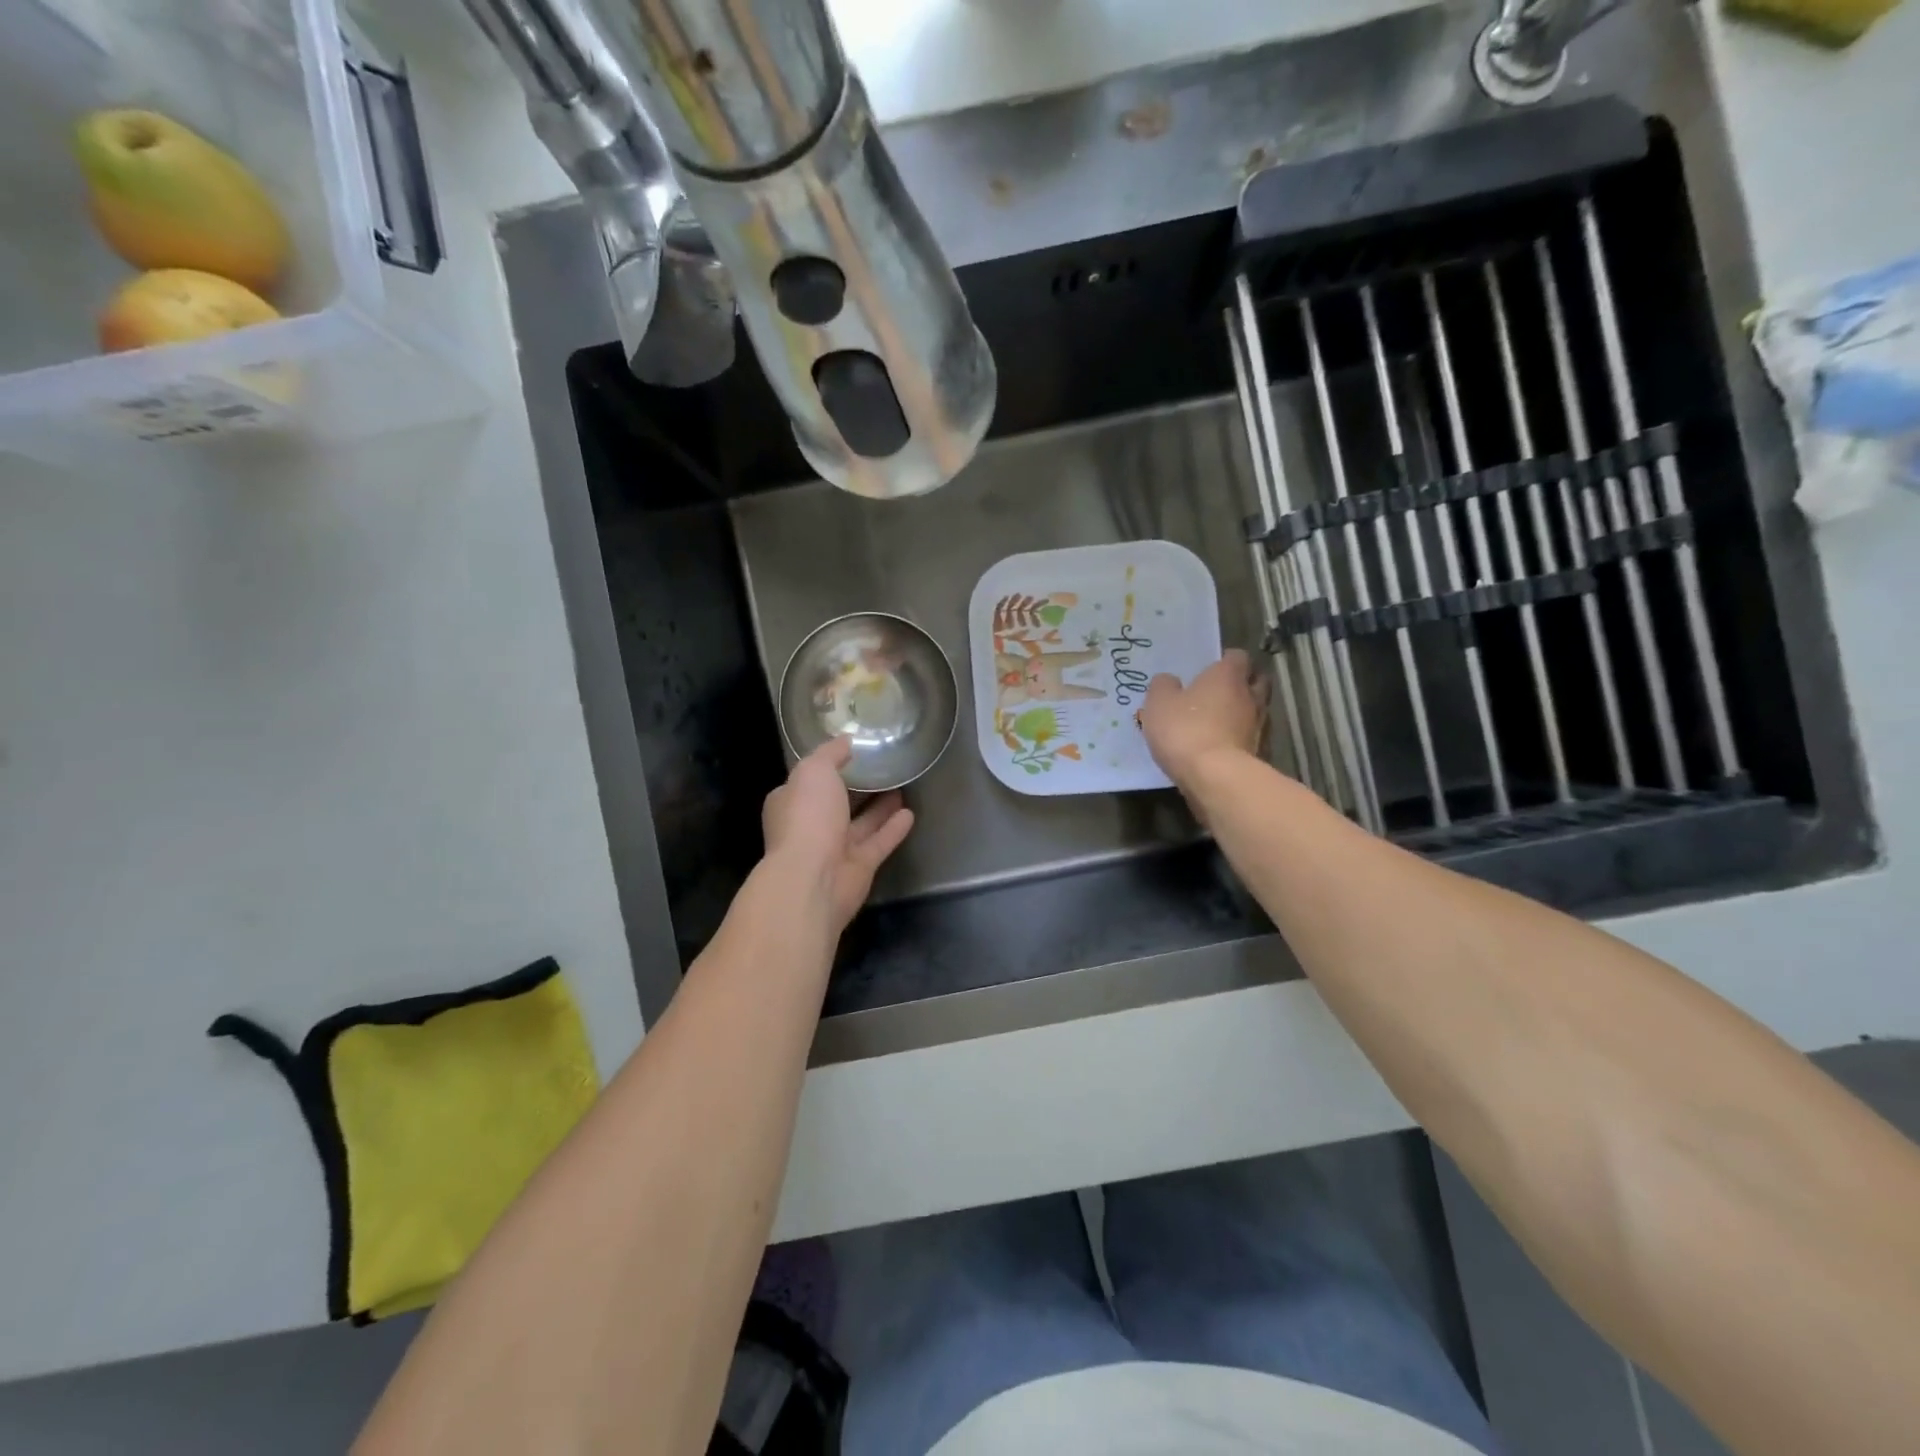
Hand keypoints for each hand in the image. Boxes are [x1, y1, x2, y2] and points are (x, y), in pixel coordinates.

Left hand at [762, 737, 914, 933]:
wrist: (813, 878)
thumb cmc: (807, 818)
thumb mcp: (814, 770)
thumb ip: (830, 754)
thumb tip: (846, 740)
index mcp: (790, 803)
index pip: (808, 781)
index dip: (827, 767)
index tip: (852, 752)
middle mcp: (810, 827)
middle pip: (836, 803)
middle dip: (856, 788)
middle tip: (882, 767)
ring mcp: (834, 850)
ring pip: (860, 824)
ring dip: (879, 808)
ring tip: (901, 786)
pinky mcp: (858, 868)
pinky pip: (878, 842)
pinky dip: (893, 829)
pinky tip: (910, 814)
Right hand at [1139, 649, 1265, 791]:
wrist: (1216, 777)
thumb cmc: (1185, 730)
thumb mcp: (1159, 704)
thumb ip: (1163, 687)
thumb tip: (1169, 681)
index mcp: (1227, 676)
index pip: (1237, 656)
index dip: (1225, 661)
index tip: (1211, 669)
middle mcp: (1251, 695)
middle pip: (1256, 681)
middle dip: (1242, 684)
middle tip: (1221, 693)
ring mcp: (1260, 726)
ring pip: (1257, 710)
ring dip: (1243, 713)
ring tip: (1221, 724)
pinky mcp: (1262, 753)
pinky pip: (1253, 738)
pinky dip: (1242, 739)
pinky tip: (1225, 748)